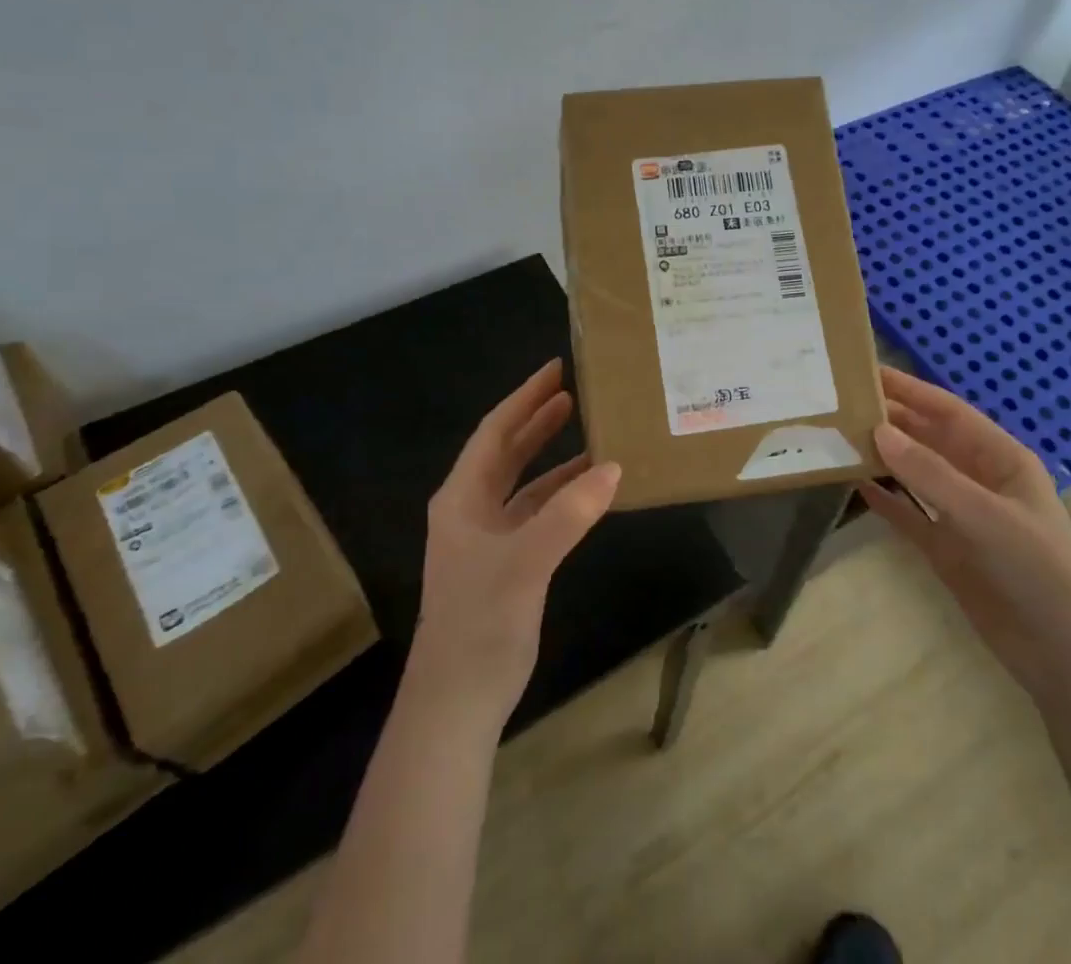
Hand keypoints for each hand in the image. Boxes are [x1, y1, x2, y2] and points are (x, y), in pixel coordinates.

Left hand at [409, 358, 619, 729]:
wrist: (457, 702)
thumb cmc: (480, 623)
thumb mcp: (525, 562)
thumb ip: (569, 513)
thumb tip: (613, 467)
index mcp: (462, 498)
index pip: (495, 431)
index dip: (525, 398)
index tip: (556, 368)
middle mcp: (472, 509)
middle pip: (508, 451)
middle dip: (539, 419)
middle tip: (576, 389)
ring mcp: (490, 538)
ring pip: (526, 483)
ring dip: (556, 458)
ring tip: (593, 432)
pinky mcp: (509, 563)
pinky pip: (540, 514)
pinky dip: (564, 496)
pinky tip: (593, 489)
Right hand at [860, 366, 1070, 698]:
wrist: (1061, 655)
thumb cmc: (1035, 570)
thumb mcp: (984, 515)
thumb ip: (930, 472)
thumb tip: (878, 430)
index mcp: (1000, 458)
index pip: (947, 412)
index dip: (909, 390)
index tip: (867, 372)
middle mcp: (979, 479)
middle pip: (928, 439)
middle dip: (891, 420)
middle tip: (842, 403)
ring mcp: (961, 514)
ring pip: (915, 474)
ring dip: (883, 457)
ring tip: (840, 438)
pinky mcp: (947, 548)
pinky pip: (909, 514)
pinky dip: (886, 499)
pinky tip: (856, 486)